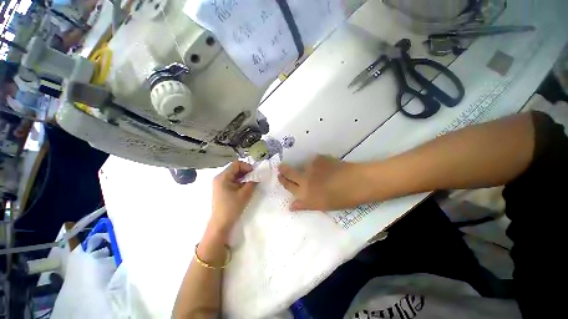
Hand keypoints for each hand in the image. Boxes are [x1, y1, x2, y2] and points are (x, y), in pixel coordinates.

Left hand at [209, 161, 256, 233]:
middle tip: (254, 178)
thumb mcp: (245, 194)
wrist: (220, 223)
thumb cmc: (232, 208)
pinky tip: (245, 187)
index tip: (254, 173)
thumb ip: (252, 183)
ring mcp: (219, 183)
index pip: (236, 164)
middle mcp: (219, 177)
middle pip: (234, 168)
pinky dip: (239, 181)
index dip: (247, 166)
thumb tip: (257, 177)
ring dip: (243, 176)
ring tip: (251, 182)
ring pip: (234, 174)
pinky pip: (232, 180)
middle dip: (246, 171)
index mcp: (223, 177)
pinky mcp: (221, 188)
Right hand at [278, 155, 372, 210]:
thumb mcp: (320, 205)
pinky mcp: (319, 158)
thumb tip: (290, 206)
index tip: (279, 176)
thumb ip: (304, 205)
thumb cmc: (340, 199)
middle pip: (289, 172)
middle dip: (283, 170)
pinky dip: (317, 163)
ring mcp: (311, 167)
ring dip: (304, 167)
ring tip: (313, 170)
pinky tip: (325, 166)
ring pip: (303, 165)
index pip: (288, 186)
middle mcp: (304, 179)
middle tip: (280, 167)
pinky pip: (314, 161)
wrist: (356, 183)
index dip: (283, 181)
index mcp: (304, 193)